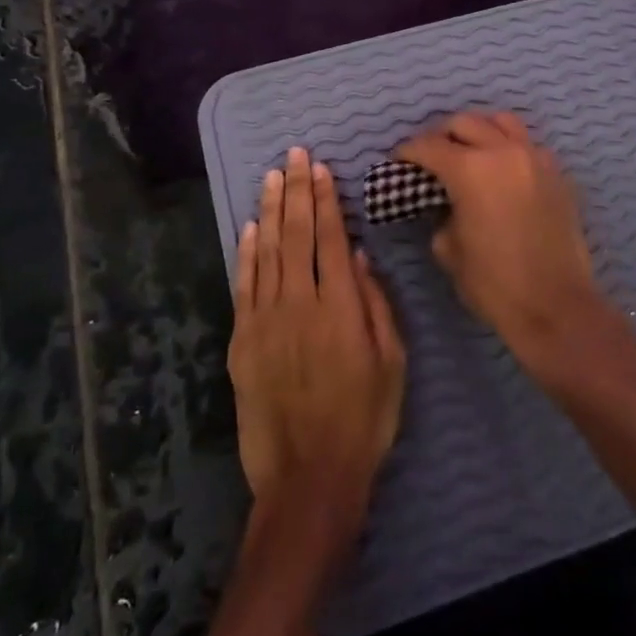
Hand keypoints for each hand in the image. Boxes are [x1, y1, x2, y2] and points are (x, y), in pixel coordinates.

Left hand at [228, 147, 405, 559]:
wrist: (308, 480)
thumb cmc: (364, 421)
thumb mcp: (392, 363)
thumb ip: (376, 304)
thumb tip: (357, 255)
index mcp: (339, 307)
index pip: (329, 239)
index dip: (324, 200)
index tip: (320, 168)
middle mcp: (299, 304)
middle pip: (295, 235)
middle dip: (296, 191)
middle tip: (294, 155)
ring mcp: (265, 321)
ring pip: (266, 252)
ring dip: (269, 211)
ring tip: (271, 177)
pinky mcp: (242, 342)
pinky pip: (243, 286)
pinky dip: (246, 253)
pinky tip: (249, 227)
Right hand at [396, 112, 603, 378]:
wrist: (556, 307)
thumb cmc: (494, 283)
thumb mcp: (449, 250)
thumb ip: (441, 214)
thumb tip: (445, 204)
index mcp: (470, 169)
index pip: (429, 146)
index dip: (408, 152)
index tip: (398, 161)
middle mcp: (503, 151)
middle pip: (465, 122)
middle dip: (442, 136)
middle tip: (432, 157)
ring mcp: (535, 158)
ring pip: (501, 122)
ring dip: (479, 131)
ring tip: (470, 152)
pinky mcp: (557, 173)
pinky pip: (528, 145)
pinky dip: (509, 148)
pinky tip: (503, 171)